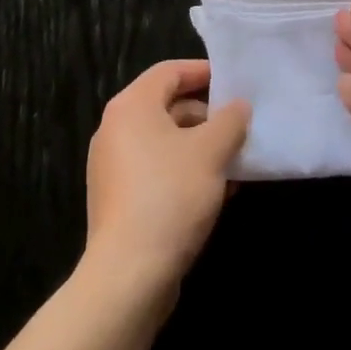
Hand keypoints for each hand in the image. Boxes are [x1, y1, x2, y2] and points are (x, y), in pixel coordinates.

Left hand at [84, 60, 249, 295]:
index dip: (202, 72)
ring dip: (199, 148)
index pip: (169, 71)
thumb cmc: (170, 195)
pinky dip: (184, 172)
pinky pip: (156, 172)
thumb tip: (238, 107)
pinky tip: (215, 193)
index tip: (232, 82)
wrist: (128, 278)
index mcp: (131, 106)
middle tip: (238, 126)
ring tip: (234, 163)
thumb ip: (230, 120)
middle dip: (206, 116)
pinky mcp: (117, 202)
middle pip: (167, 107)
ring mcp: (112, 168)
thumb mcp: (211, 151)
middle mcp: (115, 130)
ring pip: (164, 143)